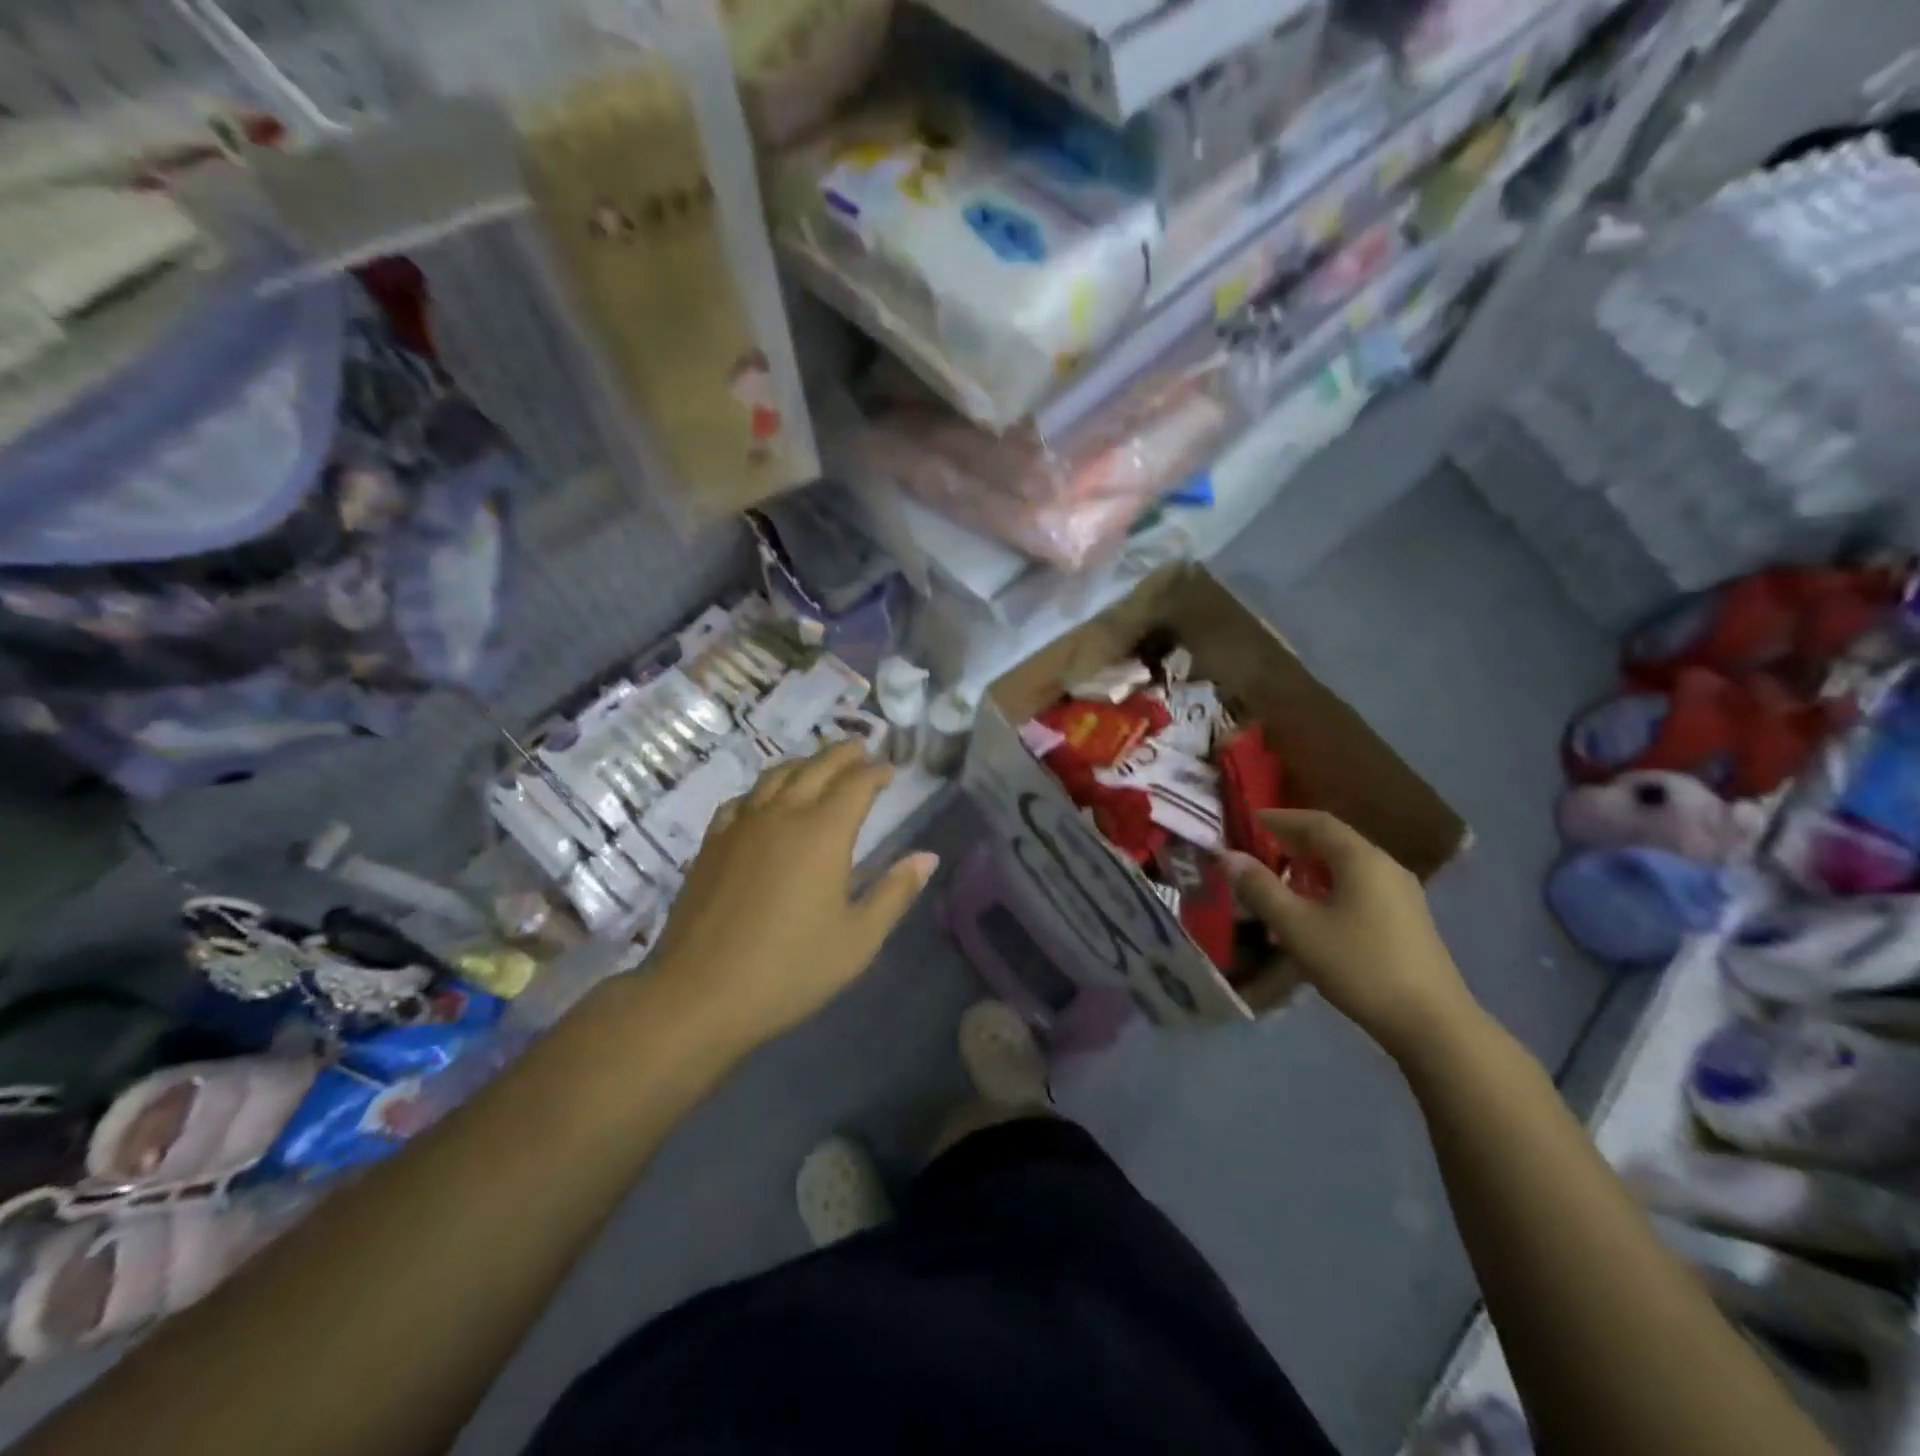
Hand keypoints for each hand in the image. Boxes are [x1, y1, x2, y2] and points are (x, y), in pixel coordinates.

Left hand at [645, 742, 938, 1051]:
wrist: (700, 993)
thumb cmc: (790, 970)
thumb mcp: (858, 939)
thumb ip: (895, 892)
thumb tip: (928, 857)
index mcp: (823, 833)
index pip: (856, 785)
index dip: (876, 772)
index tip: (889, 770)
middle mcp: (782, 815)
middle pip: (816, 768)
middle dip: (843, 754)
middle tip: (861, 748)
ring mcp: (742, 825)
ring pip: (776, 776)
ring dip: (804, 763)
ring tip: (818, 763)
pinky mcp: (712, 843)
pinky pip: (742, 799)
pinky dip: (763, 789)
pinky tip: (764, 800)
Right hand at [1224, 809, 1477, 1061]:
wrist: (1431, 1024)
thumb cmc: (1358, 966)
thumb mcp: (1297, 927)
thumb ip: (1260, 888)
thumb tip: (1227, 856)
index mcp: (1361, 859)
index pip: (1315, 822)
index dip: (1278, 818)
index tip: (1246, 821)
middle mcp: (1385, 866)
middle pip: (1333, 841)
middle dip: (1292, 843)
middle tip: (1256, 852)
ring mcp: (1401, 894)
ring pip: (1347, 867)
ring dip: (1309, 868)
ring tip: (1278, 885)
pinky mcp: (1407, 920)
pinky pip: (1359, 888)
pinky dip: (1329, 888)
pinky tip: (1313, 914)